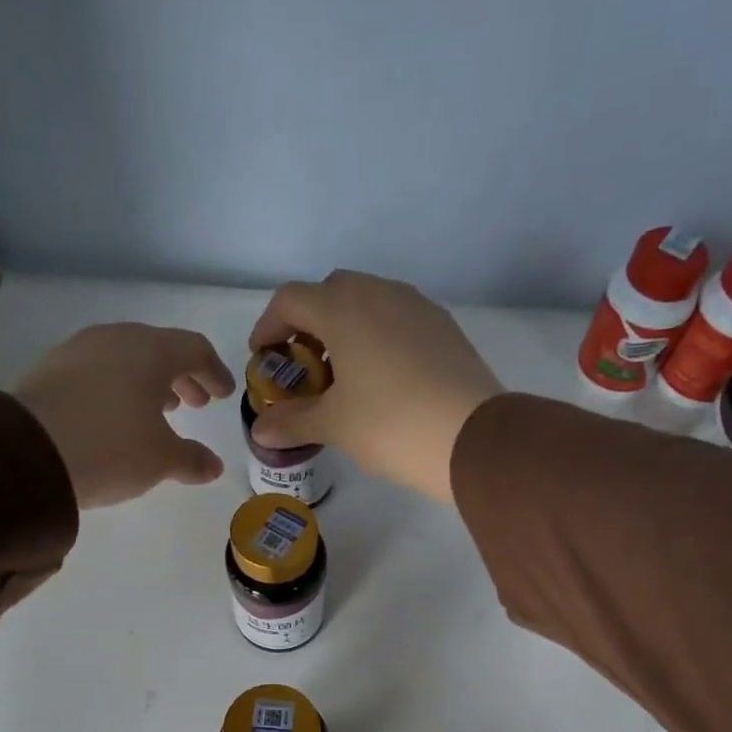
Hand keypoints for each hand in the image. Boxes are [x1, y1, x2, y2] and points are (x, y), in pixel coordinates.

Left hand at [14, 324, 232, 508]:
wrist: (28, 453)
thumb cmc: (111, 449)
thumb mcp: (161, 460)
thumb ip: (192, 459)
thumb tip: (214, 466)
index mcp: (151, 351)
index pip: (194, 349)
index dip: (214, 372)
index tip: (224, 395)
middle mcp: (115, 339)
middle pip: (159, 349)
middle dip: (182, 376)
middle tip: (195, 403)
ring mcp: (79, 350)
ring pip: (126, 358)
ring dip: (149, 382)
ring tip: (159, 411)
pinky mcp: (51, 369)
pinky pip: (98, 370)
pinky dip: (118, 387)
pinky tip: (118, 415)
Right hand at [247, 271, 502, 502]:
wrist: (472, 437)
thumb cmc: (391, 426)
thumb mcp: (334, 426)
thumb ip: (293, 421)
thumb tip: (260, 431)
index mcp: (343, 309)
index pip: (290, 300)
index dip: (269, 326)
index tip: (264, 359)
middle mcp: (379, 293)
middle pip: (330, 293)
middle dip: (308, 324)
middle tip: (304, 367)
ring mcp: (417, 307)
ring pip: (368, 302)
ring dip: (345, 329)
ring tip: (343, 376)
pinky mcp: (444, 327)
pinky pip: (398, 319)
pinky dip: (378, 337)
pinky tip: (382, 379)